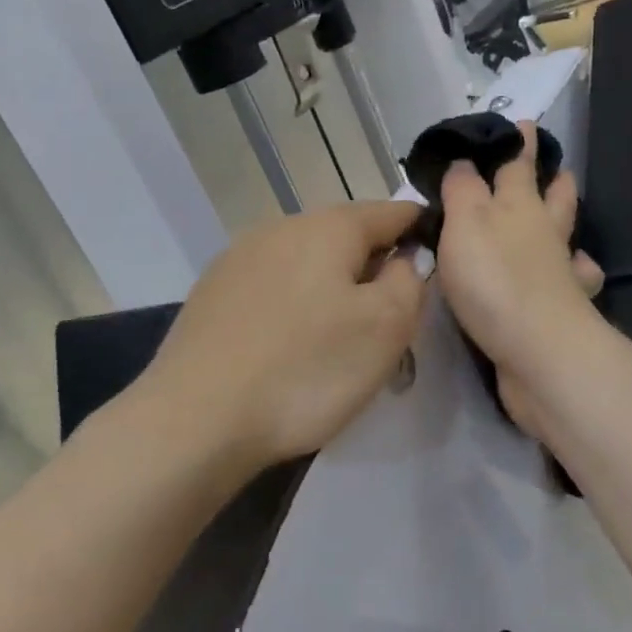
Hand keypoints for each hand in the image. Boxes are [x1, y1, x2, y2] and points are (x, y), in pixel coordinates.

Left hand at [144, 201, 427, 468]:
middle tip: (389, 319)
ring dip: (331, 288)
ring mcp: (238, 258)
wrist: (195, 420)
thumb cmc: (305, 370)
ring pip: (306, 262)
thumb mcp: (385, 328)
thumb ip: (409, 281)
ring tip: (338, 339)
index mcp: (328, 226)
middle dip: (373, 267)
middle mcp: (280, 227)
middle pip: (346, 236)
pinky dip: (293, 307)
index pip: (393, 211)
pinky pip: (272, 288)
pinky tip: (289, 347)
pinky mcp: (211, 293)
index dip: (421, 232)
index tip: (436, 264)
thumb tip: (406, 258)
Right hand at [436, 125, 602, 430]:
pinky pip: (572, 280)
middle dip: (551, 177)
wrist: (537, 349)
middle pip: (553, 196)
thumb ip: (462, 189)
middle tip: (554, 165)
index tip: (523, 124)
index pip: (517, 164)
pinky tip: (570, 273)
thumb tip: (464, 161)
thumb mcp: (465, 222)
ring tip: (561, 213)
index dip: (518, 143)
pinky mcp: (561, 307)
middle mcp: (544, 232)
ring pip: (565, 235)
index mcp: (518, 205)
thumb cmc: (494, 278)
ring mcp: (559, 271)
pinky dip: (573, 271)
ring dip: (564, 219)